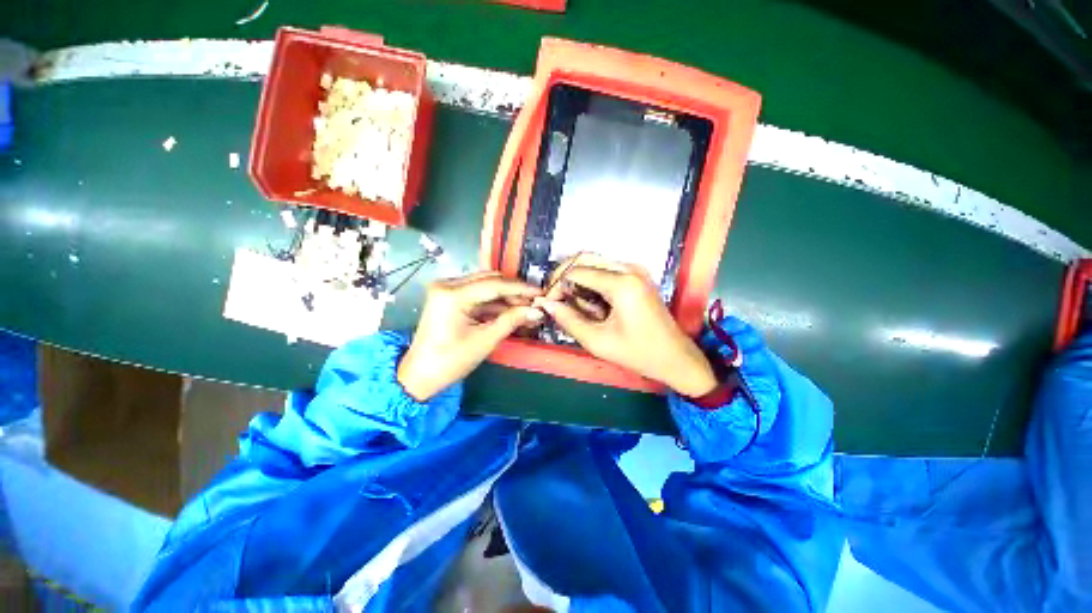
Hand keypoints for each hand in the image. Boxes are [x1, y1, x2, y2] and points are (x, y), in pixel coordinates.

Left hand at [398, 272, 543, 400]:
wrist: (420, 376)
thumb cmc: (450, 361)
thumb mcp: (485, 340)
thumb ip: (512, 321)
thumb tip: (537, 311)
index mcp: (453, 294)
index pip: (494, 285)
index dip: (521, 289)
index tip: (541, 292)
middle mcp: (448, 285)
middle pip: (490, 280)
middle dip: (514, 292)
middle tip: (534, 303)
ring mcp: (447, 290)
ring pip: (485, 286)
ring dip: (505, 297)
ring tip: (526, 308)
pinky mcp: (449, 298)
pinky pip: (477, 295)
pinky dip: (494, 303)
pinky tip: (511, 312)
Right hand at [535, 255, 717, 396]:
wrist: (676, 358)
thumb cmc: (638, 353)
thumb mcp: (598, 341)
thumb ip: (568, 320)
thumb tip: (545, 303)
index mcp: (621, 283)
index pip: (576, 272)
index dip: (557, 286)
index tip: (548, 303)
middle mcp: (629, 268)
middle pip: (585, 258)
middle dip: (565, 277)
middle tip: (555, 299)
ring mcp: (635, 270)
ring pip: (594, 262)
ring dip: (579, 280)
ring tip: (576, 306)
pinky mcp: (637, 276)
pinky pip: (606, 270)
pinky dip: (592, 282)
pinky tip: (592, 303)